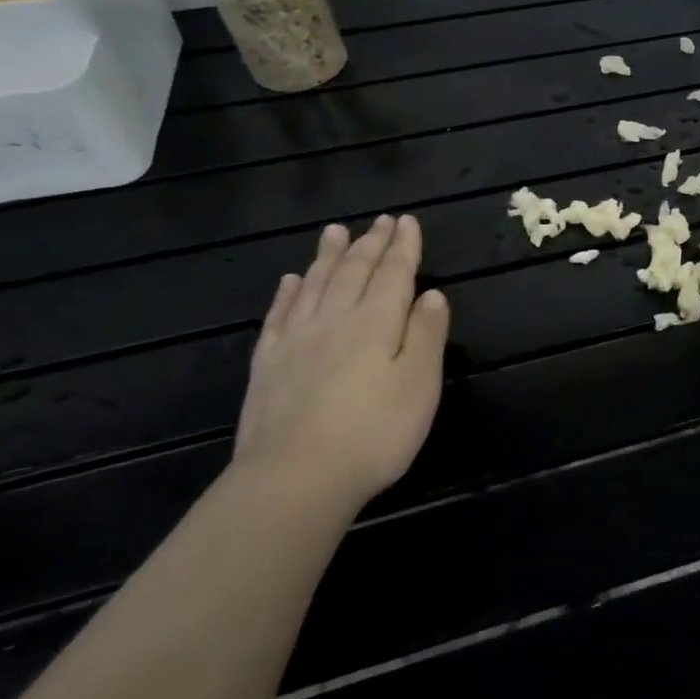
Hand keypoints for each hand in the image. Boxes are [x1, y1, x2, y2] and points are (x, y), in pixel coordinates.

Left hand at [232, 214, 450, 506]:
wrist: (296, 478)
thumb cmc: (375, 432)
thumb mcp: (420, 383)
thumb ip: (426, 334)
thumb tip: (432, 295)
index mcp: (376, 322)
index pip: (393, 273)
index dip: (403, 246)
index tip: (408, 221)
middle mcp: (334, 320)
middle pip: (354, 272)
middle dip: (370, 244)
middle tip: (380, 220)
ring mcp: (296, 341)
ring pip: (315, 285)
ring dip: (328, 256)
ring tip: (335, 231)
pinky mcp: (268, 365)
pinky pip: (279, 316)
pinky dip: (288, 293)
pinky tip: (291, 281)